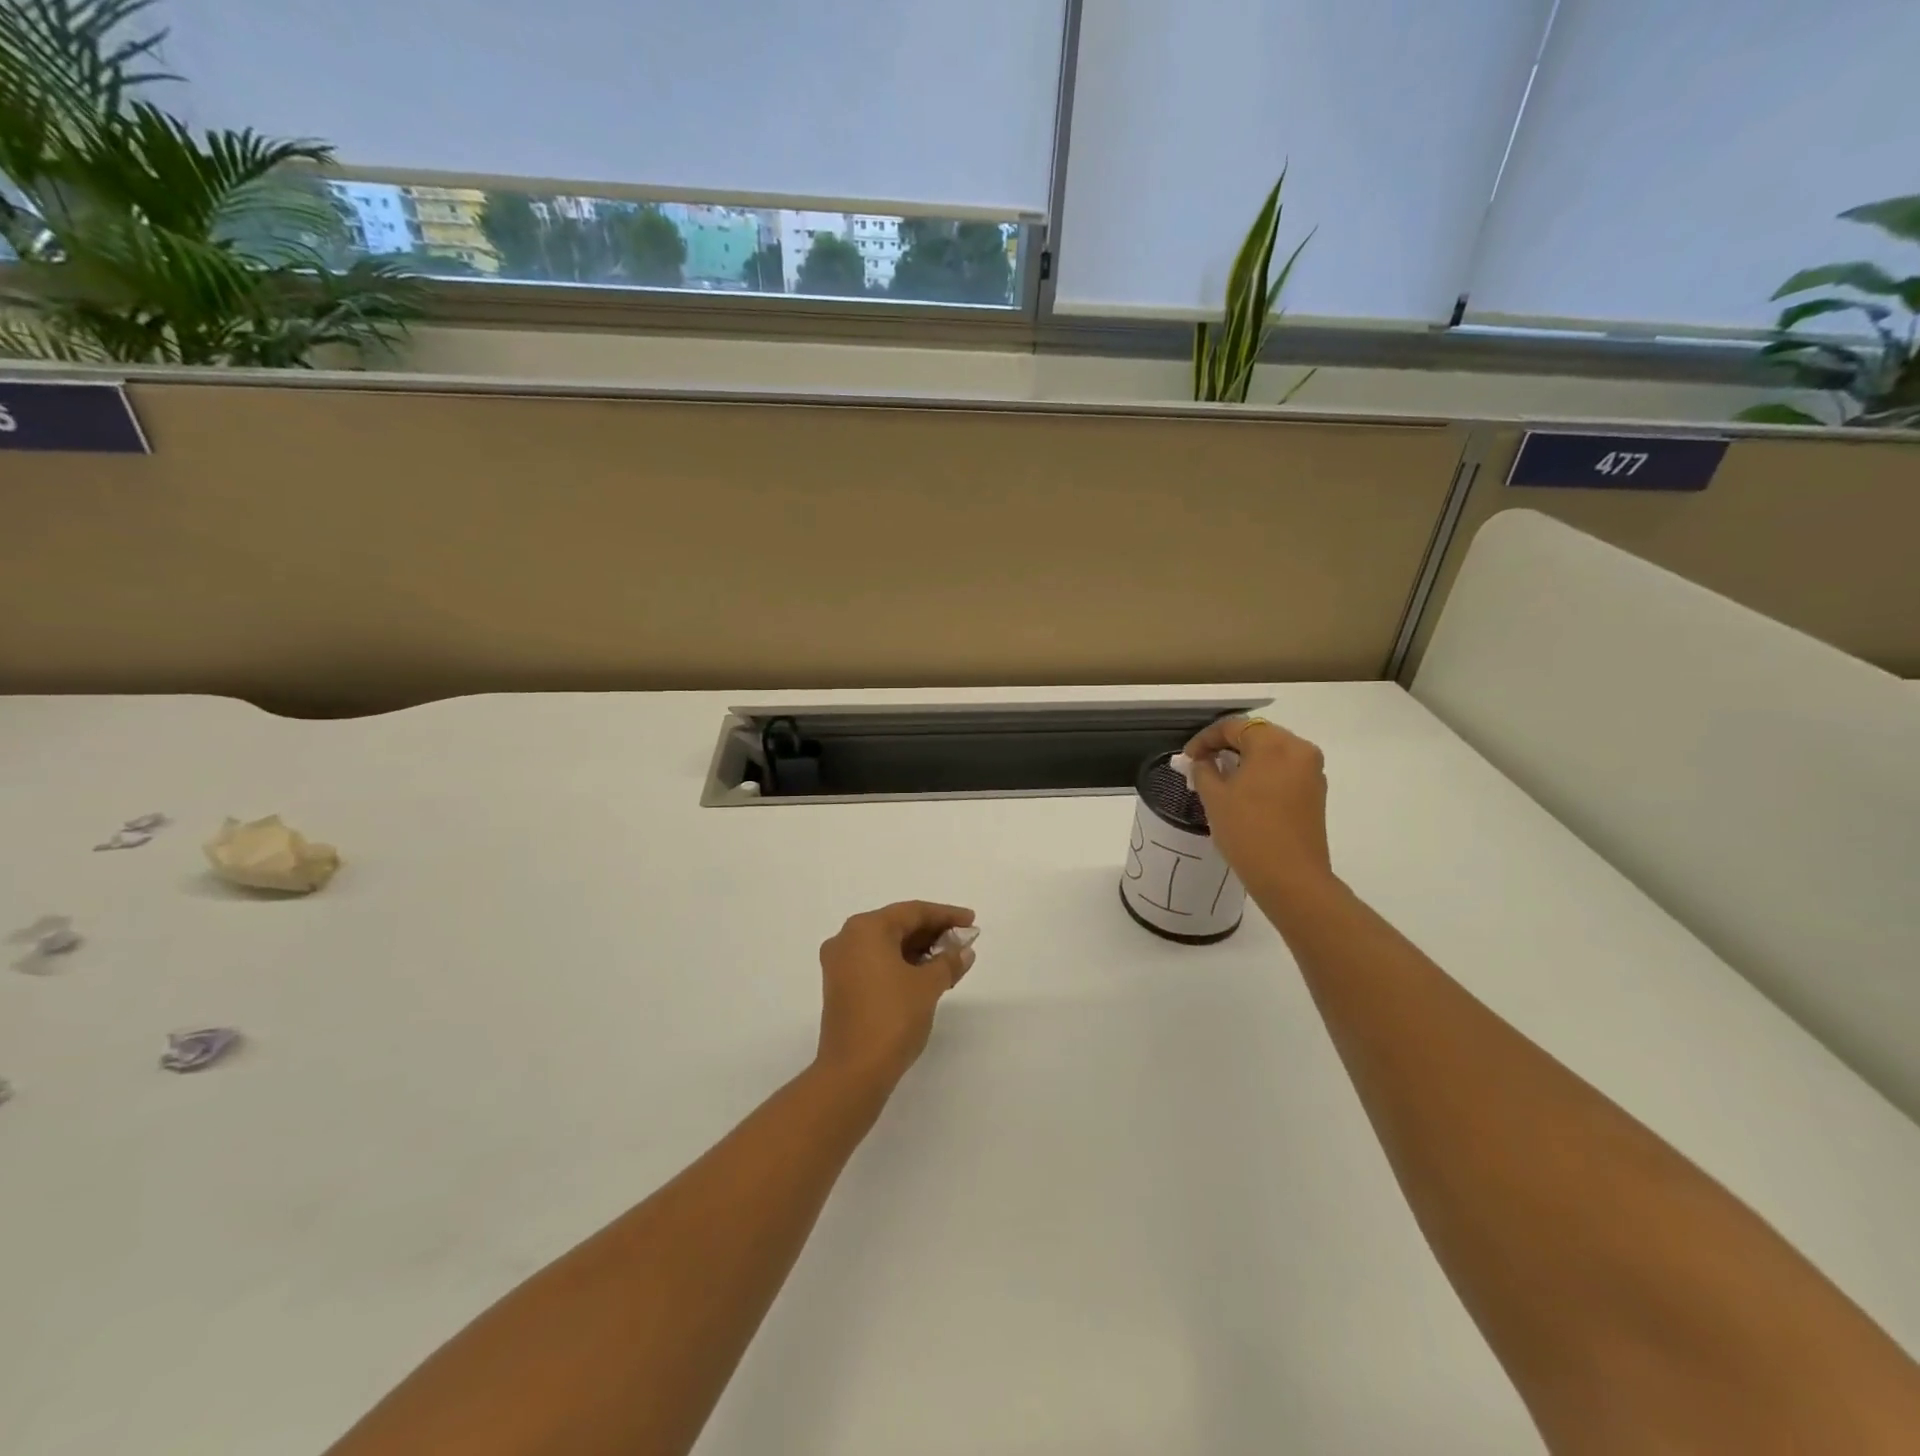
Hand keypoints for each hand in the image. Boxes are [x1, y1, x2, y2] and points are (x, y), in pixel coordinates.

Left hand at [815, 900, 976, 1093]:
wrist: (853, 1072)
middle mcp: (847, 939)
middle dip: (933, 933)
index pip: (912, 912)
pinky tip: (928, 976)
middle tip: (964, 941)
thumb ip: (949, 962)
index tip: (971, 921)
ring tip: (952, 960)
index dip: (946, 915)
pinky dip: (903, 965)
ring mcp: (840, 964)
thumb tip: (964, 950)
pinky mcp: (841, 987)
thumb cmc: (892, 1018)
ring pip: (887, 946)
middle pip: (898, 926)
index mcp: (865, 929)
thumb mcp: (928, 986)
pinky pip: (877, 963)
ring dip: (919, 951)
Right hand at [1183, 716, 1334, 904]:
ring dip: (1244, 760)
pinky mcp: (1315, 793)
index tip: (1187, 758)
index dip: (1205, 739)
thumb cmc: (1248, 831)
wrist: (1290, 878)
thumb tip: (1203, 761)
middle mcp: (1299, 750)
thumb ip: (1204, 770)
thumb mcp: (1215, 797)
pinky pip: (1283, 770)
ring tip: (1219, 778)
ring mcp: (1312, 772)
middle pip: (1256, 735)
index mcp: (1275, 744)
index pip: (1234, 727)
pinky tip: (1243, 792)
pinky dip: (1261, 773)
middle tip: (1201, 764)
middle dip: (1226, 746)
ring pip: (1271, 753)